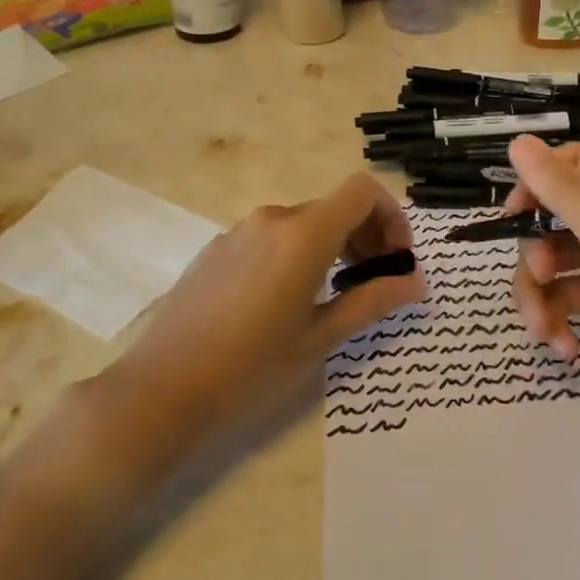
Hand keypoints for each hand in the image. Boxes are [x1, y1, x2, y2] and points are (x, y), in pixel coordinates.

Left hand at [106, 174, 426, 448]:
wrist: (161, 388)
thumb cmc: (251, 367)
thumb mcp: (321, 338)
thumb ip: (373, 300)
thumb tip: (417, 281)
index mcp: (303, 234)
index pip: (362, 190)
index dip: (391, 215)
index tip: (397, 257)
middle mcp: (272, 219)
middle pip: (335, 206)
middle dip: (366, 236)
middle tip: (377, 282)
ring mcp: (240, 231)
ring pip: (304, 223)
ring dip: (333, 245)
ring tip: (337, 293)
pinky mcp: (218, 248)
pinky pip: (272, 237)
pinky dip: (298, 253)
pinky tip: (287, 300)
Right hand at [504, 135, 579, 416]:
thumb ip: (565, 194)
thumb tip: (517, 142)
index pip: (572, 166)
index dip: (537, 188)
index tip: (514, 220)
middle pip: (555, 216)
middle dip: (537, 254)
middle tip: (539, 280)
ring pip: (554, 259)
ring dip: (539, 295)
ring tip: (543, 331)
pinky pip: (566, 294)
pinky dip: (557, 318)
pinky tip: (564, 348)